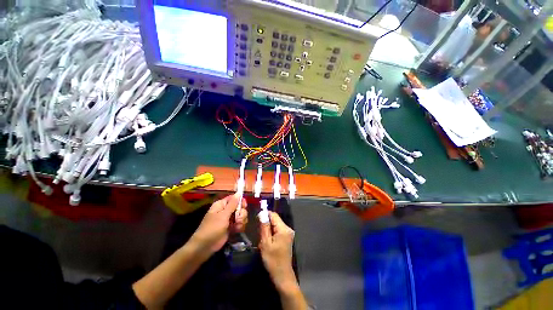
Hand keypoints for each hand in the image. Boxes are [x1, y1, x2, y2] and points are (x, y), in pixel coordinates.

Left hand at [190, 194, 247, 253]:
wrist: (205, 246)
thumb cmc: (212, 228)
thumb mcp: (223, 215)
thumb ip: (232, 204)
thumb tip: (238, 193)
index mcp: (222, 205)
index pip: (234, 198)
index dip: (240, 201)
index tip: (244, 206)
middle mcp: (226, 210)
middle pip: (240, 207)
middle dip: (241, 213)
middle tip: (238, 219)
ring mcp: (229, 219)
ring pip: (241, 215)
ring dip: (241, 221)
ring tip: (237, 226)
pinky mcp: (231, 227)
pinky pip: (239, 223)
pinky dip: (240, 226)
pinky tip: (237, 230)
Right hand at [259, 212, 296, 290]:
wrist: (282, 275)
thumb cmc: (273, 260)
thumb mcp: (265, 243)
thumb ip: (264, 227)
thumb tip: (262, 214)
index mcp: (283, 229)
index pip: (274, 215)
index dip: (265, 215)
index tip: (257, 219)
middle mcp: (288, 229)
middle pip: (275, 220)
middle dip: (266, 224)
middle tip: (259, 234)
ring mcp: (288, 233)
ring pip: (276, 225)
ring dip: (268, 230)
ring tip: (263, 240)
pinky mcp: (287, 238)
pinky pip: (278, 231)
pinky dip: (272, 234)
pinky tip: (268, 243)